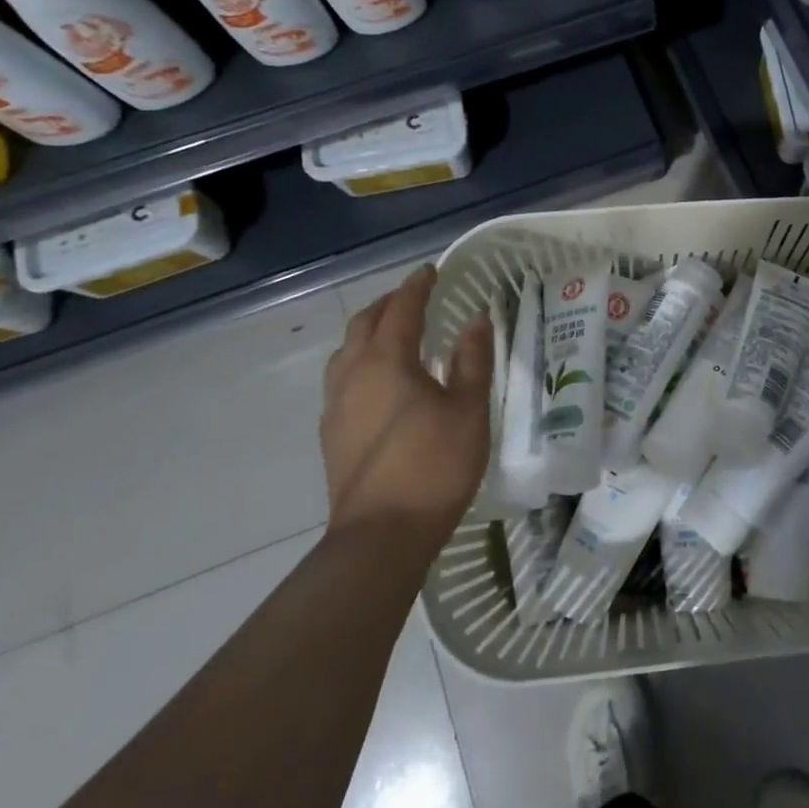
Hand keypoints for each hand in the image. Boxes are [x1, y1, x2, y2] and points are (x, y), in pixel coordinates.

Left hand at [320, 265, 493, 539]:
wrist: (381, 536)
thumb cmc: (434, 466)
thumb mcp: (468, 410)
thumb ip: (472, 360)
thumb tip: (476, 319)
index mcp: (387, 362)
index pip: (401, 310)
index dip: (417, 287)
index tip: (431, 271)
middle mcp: (353, 376)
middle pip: (364, 325)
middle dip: (388, 304)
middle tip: (414, 297)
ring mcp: (336, 407)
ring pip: (346, 352)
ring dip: (369, 332)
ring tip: (393, 333)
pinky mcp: (332, 435)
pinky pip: (342, 379)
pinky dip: (361, 362)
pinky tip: (380, 382)